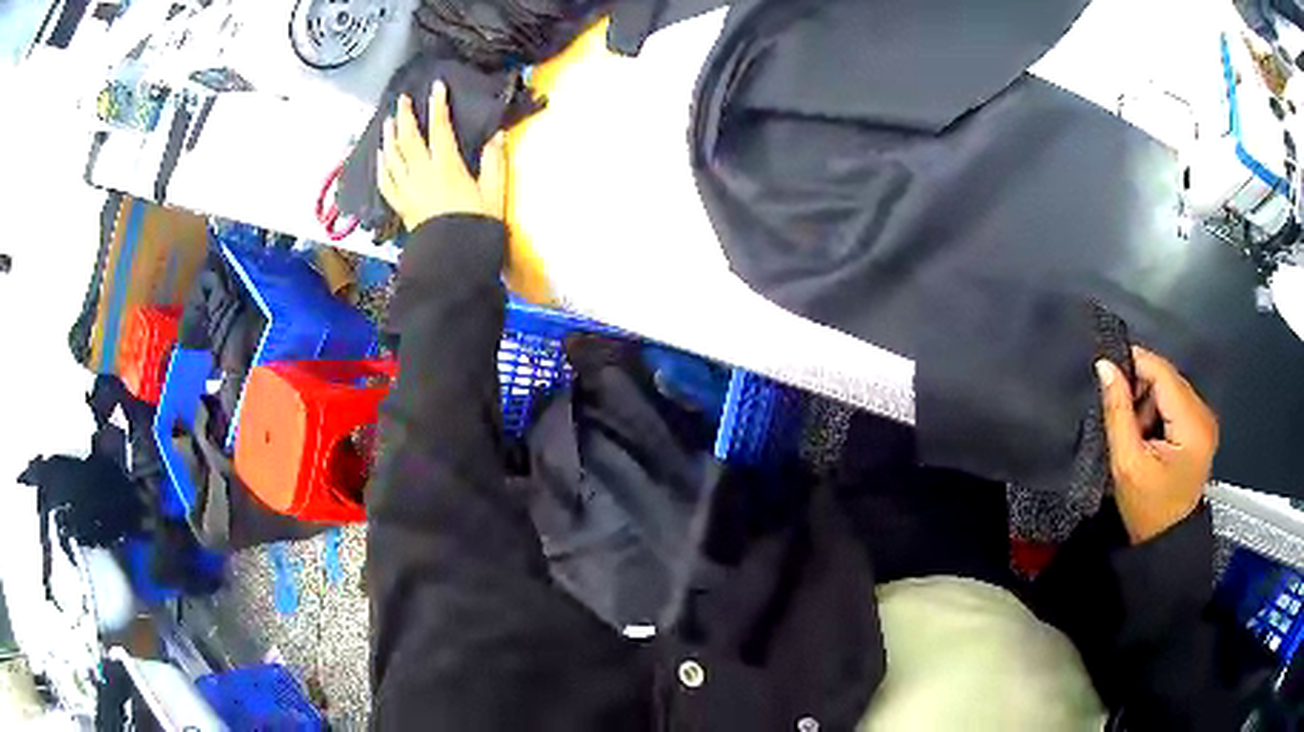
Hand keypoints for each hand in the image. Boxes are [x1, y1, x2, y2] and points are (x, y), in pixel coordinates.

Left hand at [377, 80, 506, 231]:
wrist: (452, 258)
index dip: (437, 105)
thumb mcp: (494, 192)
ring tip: (387, 121)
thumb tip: (497, 135)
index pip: (439, 128)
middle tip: (401, 99)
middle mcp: (421, 172)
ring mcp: (407, 188)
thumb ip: (495, 162)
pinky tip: (380, 157)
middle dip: (404, 116)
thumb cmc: (476, 224)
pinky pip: (386, 182)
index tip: (435, 86)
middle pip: (408, 138)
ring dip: (389, 136)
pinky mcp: (400, 204)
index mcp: (446, 165)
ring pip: (393, 156)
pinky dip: (381, 167)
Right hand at [1096, 347, 1218, 543]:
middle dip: (1141, 388)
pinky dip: (1158, 411)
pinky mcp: (1201, 427)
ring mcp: (1205, 420)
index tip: (1107, 370)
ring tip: (1136, 432)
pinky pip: (1176, 402)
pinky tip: (1149, 435)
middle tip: (1121, 416)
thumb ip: (1117, 412)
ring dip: (1149, 401)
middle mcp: (1205, 413)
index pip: (1162, 372)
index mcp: (1193, 424)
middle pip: (1168, 378)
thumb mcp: (1127, 464)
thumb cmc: (1147, 510)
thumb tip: (1104, 366)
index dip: (1134, 363)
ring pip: (1171, 388)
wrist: (1166, 543)